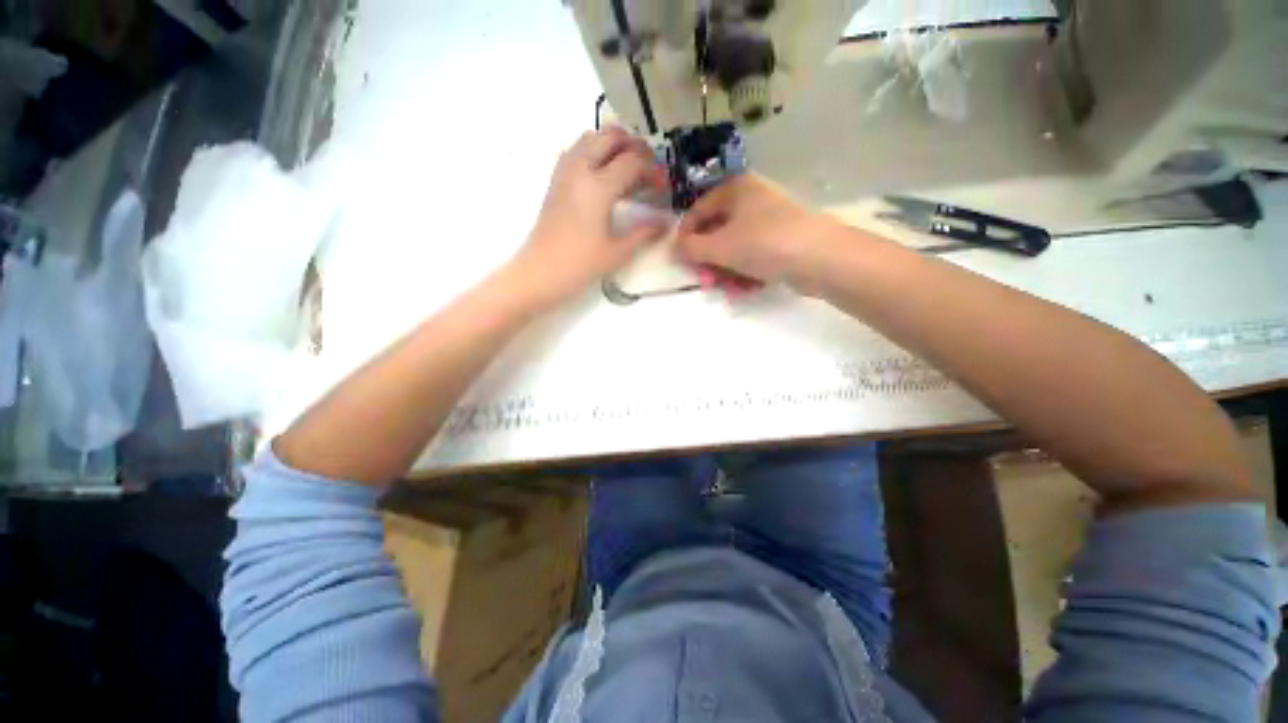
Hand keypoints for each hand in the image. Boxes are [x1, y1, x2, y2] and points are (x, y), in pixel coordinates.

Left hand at [509, 127, 669, 308]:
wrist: (540, 272)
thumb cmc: (580, 264)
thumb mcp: (617, 252)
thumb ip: (644, 233)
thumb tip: (665, 223)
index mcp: (599, 187)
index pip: (632, 162)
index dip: (652, 170)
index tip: (662, 185)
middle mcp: (580, 169)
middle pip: (610, 136)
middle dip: (634, 145)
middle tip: (647, 166)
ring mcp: (564, 172)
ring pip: (590, 138)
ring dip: (612, 144)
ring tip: (627, 167)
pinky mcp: (555, 181)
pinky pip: (575, 151)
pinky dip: (592, 151)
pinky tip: (601, 174)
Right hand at [676, 174, 826, 290]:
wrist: (819, 258)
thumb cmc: (763, 243)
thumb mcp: (719, 247)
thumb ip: (691, 248)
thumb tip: (673, 248)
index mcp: (735, 189)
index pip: (698, 211)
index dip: (686, 236)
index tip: (681, 260)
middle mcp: (752, 199)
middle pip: (717, 232)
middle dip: (709, 260)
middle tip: (705, 280)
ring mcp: (769, 220)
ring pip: (735, 247)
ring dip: (726, 271)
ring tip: (727, 289)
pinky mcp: (782, 240)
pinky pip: (754, 255)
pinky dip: (746, 272)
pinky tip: (745, 289)